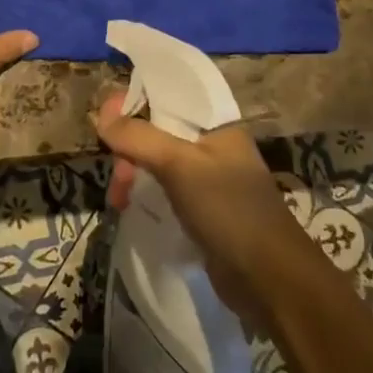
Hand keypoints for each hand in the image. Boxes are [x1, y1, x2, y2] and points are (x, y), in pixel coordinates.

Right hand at [94, 95, 316, 329]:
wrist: (270, 280)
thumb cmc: (229, 209)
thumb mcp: (180, 165)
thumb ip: (139, 138)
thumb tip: (102, 117)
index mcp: (215, 122)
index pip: (169, 92)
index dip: (136, 97)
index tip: (106, 116)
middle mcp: (212, 144)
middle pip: (158, 128)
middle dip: (130, 145)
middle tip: (117, 175)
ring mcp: (208, 178)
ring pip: (158, 160)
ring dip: (133, 172)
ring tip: (119, 200)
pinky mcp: (203, 209)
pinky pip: (165, 188)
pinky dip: (145, 192)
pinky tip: (131, 208)